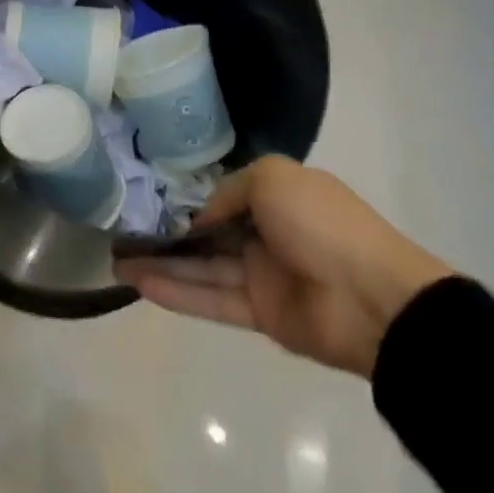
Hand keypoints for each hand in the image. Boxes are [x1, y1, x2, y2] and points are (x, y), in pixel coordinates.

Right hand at [114, 155, 452, 377]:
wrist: (377, 300)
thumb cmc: (322, 222)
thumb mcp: (271, 177)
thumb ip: (228, 191)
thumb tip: (201, 219)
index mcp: (276, 196)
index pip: (221, 196)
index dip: (186, 198)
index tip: (146, 198)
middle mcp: (266, 233)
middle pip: (205, 234)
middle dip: (165, 233)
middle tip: (119, 232)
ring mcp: (262, 275)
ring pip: (201, 267)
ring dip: (161, 264)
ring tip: (116, 261)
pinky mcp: (260, 314)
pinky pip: (211, 299)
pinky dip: (177, 293)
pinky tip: (140, 283)